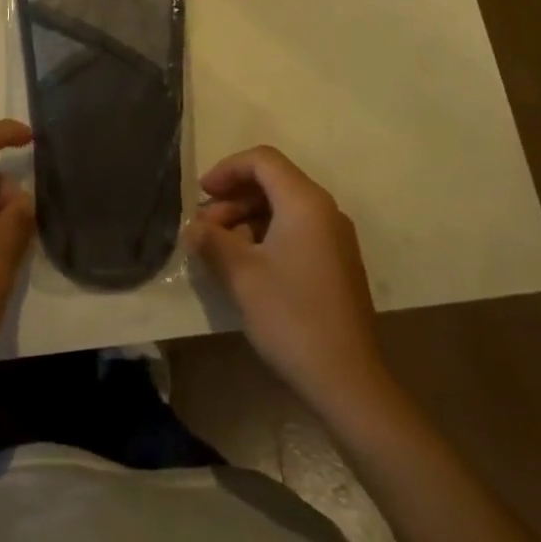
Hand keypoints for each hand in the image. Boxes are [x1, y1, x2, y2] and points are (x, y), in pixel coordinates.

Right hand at [183, 146, 386, 415]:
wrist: (348, 381)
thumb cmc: (291, 316)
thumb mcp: (241, 274)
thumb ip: (212, 241)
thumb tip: (192, 228)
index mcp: (305, 202)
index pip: (263, 160)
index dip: (227, 169)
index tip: (201, 194)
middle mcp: (325, 211)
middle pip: (273, 182)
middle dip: (233, 198)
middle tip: (204, 229)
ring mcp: (335, 238)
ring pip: (283, 208)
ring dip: (246, 219)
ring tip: (219, 250)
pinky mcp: (336, 264)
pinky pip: (296, 231)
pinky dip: (266, 236)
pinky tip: (246, 266)